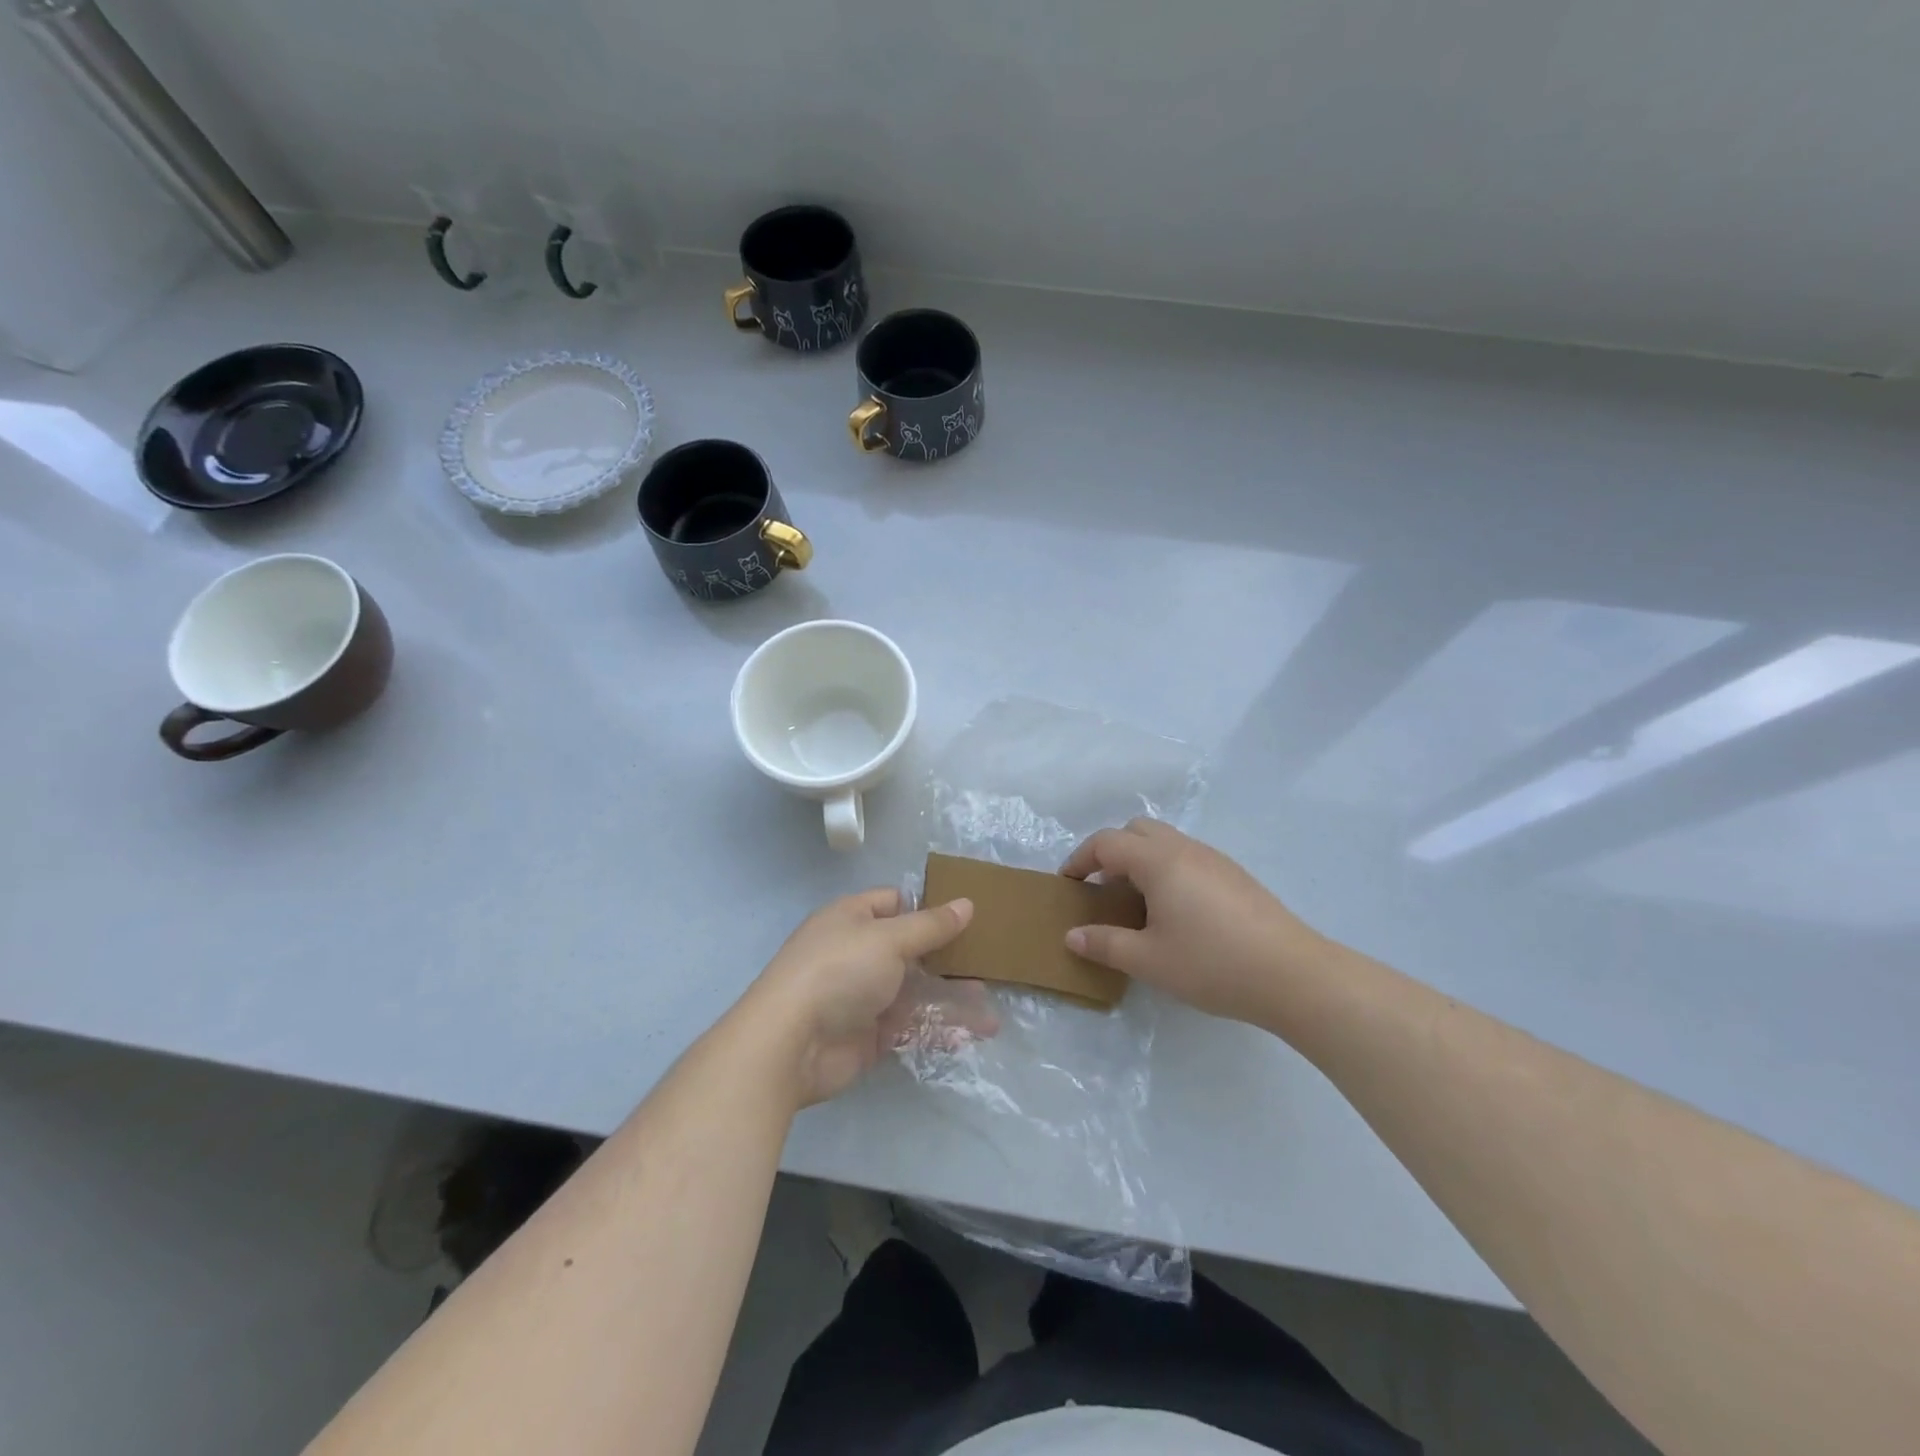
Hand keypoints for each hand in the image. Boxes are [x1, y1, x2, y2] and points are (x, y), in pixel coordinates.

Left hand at [744, 888, 981, 1107]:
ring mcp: (863, 996)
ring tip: (990, 1015)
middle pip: (911, 951)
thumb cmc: (839, 971)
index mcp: (853, 918)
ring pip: (915, 993)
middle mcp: (858, 953)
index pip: (895, 903)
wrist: (790, 1044)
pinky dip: (937, 1030)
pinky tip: (970, 1036)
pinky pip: (910, 1027)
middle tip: (988, 968)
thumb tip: (967, 903)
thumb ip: (930, 925)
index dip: (928, 907)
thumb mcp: (889, 939)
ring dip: (951, 1002)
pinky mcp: (869, 1036)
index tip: (968, 916)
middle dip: (949, 961)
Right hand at [1061, 819, 1326, 1024]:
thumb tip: (1072, 935)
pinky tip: (1175, 914)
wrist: (1293, 975)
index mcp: (1158, 861)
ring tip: (1137, 905)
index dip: (1080, 859)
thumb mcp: (1148, 960)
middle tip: (1103, 889)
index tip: (1068, 884)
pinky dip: (1167, 871)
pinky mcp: (1235, 876)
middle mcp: (1185, 849)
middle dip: (1112, 852)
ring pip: (1165, 842)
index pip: (1107, 842)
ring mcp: (1214, 859)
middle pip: (1137, 830)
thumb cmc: (1212, 964)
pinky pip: (1188, 857)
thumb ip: (1104, 944)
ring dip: (1141, 861)